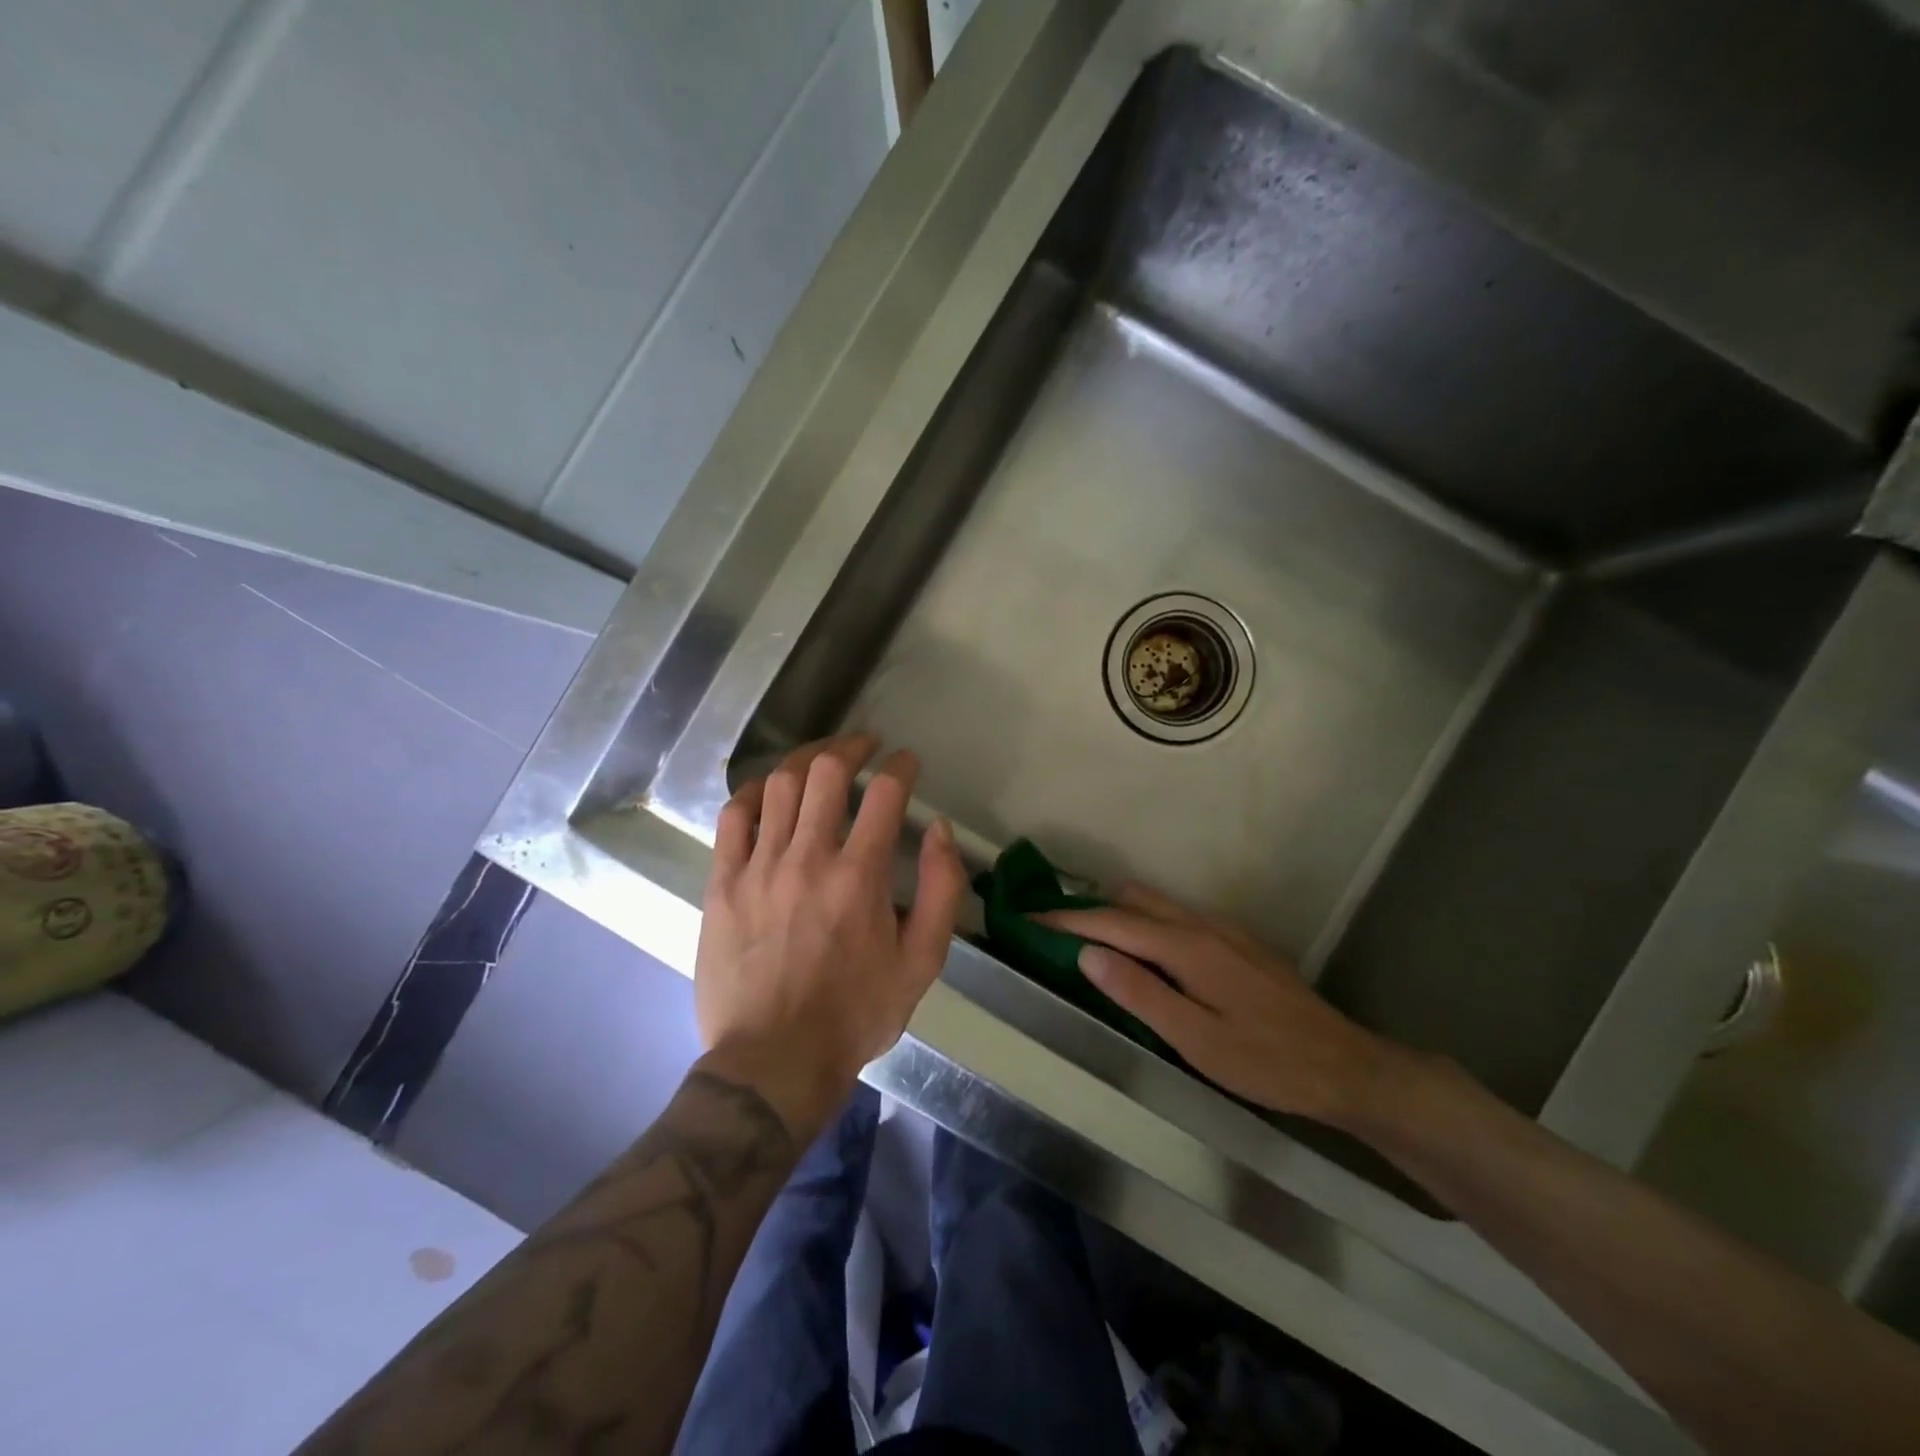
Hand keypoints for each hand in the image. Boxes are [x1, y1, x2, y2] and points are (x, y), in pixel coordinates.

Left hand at [695, 732, 967, 1137]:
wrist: (773, 1062)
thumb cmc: (855, 1014)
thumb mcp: (922, 963)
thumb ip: (942, 891)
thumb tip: (940, 830)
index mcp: (860, 876)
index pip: (886, 794)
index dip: (902, 766)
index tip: (907, 762)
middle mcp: (809, 858)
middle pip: (827, 771)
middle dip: (852, 745)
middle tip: (865, 745)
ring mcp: (759, 867)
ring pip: (779, 785)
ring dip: (806, 760)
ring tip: (821, 759)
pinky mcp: (722, 883)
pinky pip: (733, 817)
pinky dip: (754, 793)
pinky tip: (768, 792)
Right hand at [1041, 883, 1397, 1126]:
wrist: (1346, 1067)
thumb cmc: (1267, 1062)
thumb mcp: (1196, 1040)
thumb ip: (1139, 993)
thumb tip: (1086, 953)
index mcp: (1187, 947)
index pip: (1112, 922)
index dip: (1066, 919)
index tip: (1028, 918)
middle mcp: (1202, 925)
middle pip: (1132, 900)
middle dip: (1088, 907)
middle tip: (1052, 928)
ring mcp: (1223, 930)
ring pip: (1156, 904)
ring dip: (1116, 912)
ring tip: (1086, 936)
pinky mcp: (1237, 942)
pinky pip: (1176, 916)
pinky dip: (1144, 921)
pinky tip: (1141, 951)